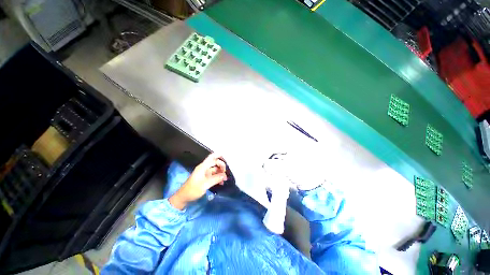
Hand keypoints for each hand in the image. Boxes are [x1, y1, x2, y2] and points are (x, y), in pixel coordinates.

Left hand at [169, 153, 226, 209]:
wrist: (184, 197)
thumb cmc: (193, 190)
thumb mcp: (205, 185)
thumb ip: (216, 179)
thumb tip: (225, 176)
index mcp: (202, 167)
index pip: (212, 159)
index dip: (219, 159)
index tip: (225, 165)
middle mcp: (204, 168)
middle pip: (214, 162)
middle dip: (221, 165)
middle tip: (226, 171)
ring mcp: (204, 173)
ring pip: (215, 169)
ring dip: (220, 172)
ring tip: (225, 178)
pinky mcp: (205, 178)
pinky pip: (213, 175)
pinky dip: (218, 177)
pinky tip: (221, 182)